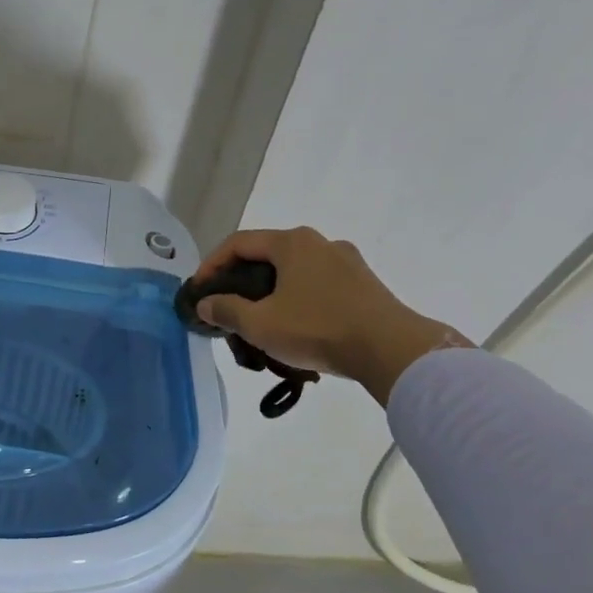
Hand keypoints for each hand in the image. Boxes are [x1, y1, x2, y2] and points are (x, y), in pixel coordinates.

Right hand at [189, 228, 466, 403]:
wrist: (392, 350)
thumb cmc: (318, 329)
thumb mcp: (260, 324)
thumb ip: (226, 310)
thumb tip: (205, 304)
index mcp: (292, 243)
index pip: (238, 243)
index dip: (211, 264)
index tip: (200, 291)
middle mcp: (320, 242)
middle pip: (266, 255)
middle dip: (240, 280)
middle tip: (226, 306)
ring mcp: (347, 262)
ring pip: (294, 271)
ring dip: (270, 291)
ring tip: (259, 320)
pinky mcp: (364, 284)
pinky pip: (318, 284)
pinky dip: (297, 299)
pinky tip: (295, 326)